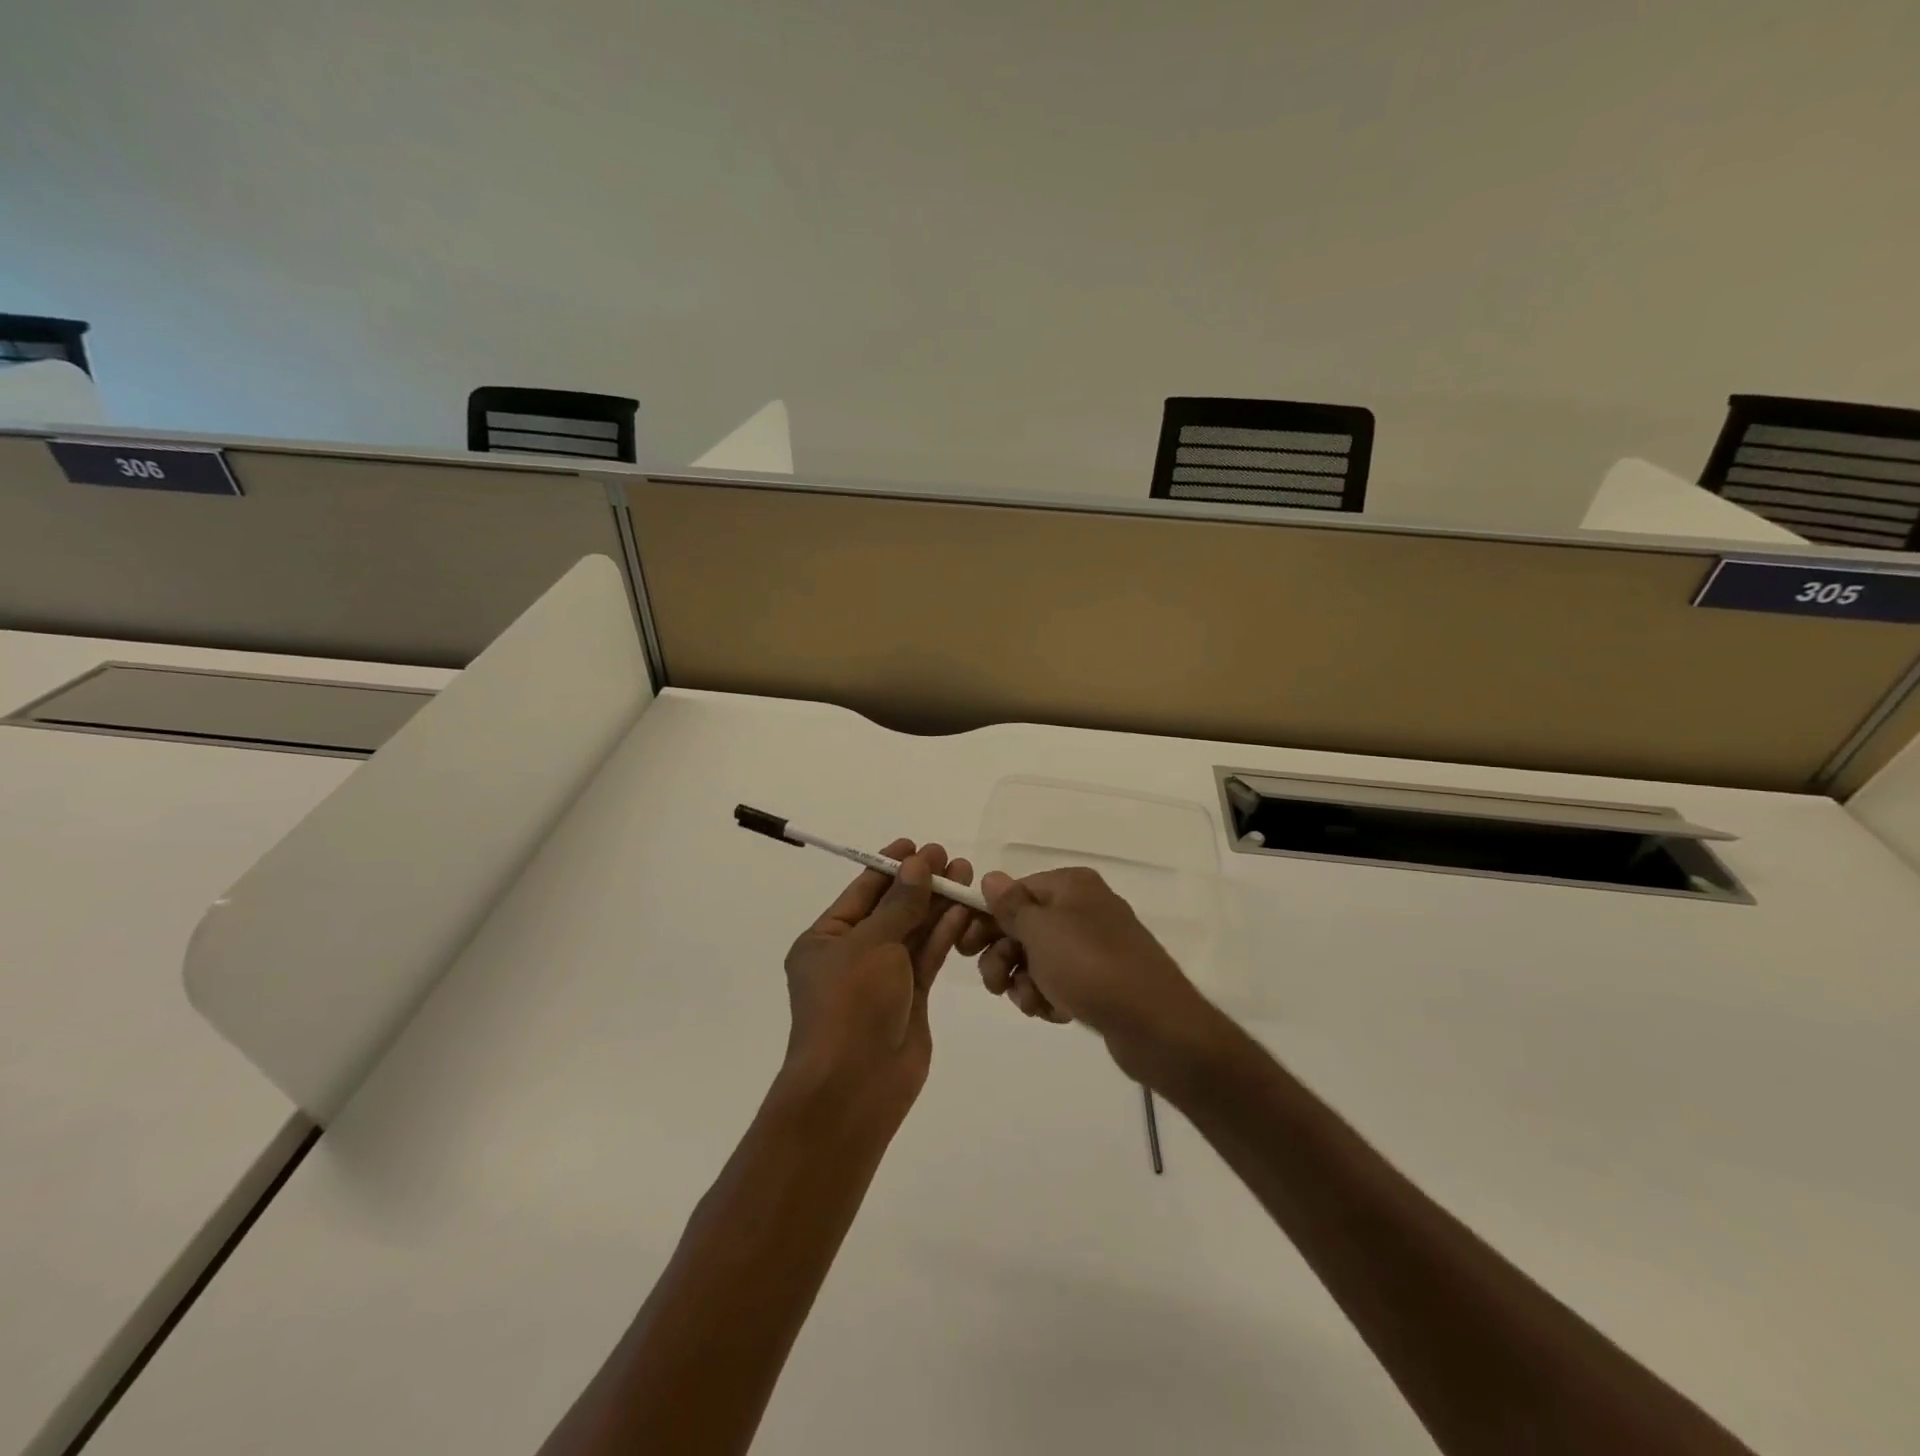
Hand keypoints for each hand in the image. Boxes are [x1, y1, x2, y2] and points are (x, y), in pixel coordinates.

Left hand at [780, 840, 974, 1115]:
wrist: (855, 1087)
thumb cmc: (851, 1004)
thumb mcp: (871, 944)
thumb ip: (900, 903)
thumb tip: (918, 863)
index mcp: (826, 939)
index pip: (862, 892)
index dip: (890, 866)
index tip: (916, 845)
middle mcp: (853, 955)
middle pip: (891, 909)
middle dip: (919, 882)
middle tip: (950, 858)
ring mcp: (883, 978)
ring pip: (913, 931)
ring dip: (937, 904)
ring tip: (964, 875)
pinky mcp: (910, 998)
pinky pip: (927, 957)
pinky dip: (944, 933)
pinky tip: (963, 910)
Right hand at [958, 867, 1218, 1082]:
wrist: (1155, 1024)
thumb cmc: (1090, 966)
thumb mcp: (1041, 931)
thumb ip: (1010, 906)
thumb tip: (991, 878)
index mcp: (1071, 885)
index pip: (1014, 892)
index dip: (987, 919)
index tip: (963, 947)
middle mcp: (1084, 908)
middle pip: (1024, 926)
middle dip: (1004, 956)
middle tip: (996, 984)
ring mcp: (1095, 945)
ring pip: (1038, 958)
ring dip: (1024, 981)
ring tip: (1032, 1003)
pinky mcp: (1103, 980)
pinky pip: (1060, 981)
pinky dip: (1049, 996)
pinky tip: (1053, 1013)